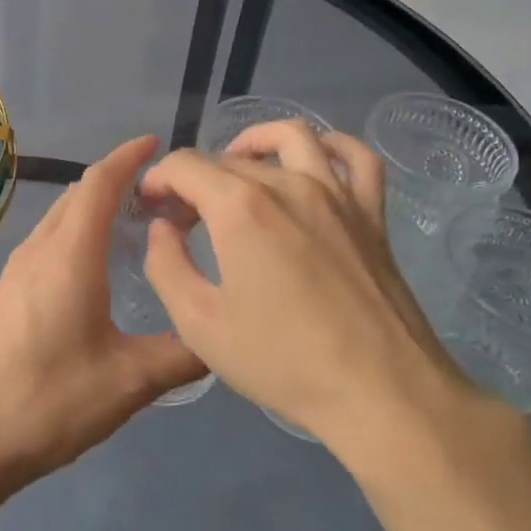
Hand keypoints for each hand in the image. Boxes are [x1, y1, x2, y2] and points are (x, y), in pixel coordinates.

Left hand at [0, 136, 208, 502]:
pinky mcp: (8, 288)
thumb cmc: (51, 400)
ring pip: (61, 215)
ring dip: (95, 204)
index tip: (156, 143)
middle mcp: (41, 249)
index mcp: (70, 255)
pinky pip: (49, 237)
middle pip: (79, 194)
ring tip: (135, 218)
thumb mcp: (129, 383)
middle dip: (118, 178)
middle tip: (162, 191)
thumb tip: (220, 337)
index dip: (128, 157)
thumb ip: (182, 355)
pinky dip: (78, 228)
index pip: (100, 184)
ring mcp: (18, 267)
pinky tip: (97, 259)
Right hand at [139, 121, 485, 459]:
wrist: (380, 393)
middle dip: (195, 180)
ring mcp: (336, 193)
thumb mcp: (200, 325)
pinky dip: (330, 145)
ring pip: (291, 137)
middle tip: (185, 219)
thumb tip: (163, 229)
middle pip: (228, 158)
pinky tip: (313, 161)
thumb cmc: (283, 362)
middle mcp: (288, 184)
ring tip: (239, 168)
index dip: (158, 180)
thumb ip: (166, 266)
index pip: (185, 166)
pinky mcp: (371, 212)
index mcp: (240, 208)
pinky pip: (355, 157)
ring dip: (254, 143)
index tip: (150, 207)